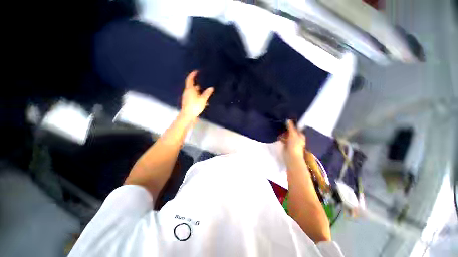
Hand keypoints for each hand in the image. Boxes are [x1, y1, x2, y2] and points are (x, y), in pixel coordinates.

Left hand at [181, 71, 213, 119]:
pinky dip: (196, 97)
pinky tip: (202, 102)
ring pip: (192, 92)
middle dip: (197, 86)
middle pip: (192, 86)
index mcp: (190, 89)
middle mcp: (187, 92)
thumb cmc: (195, 106)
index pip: (190, 79)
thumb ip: (207, 94)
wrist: (187, 115)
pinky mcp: (187, 102)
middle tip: (203, 86)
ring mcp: (186, 97)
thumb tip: (211, 88)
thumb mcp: (203, 100)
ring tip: (204, 95)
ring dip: (198, 92)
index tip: (196, 72)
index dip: (193, 75)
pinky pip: (192, 97)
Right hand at [280, 120, 305, 165]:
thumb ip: (291, 127)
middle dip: (286, 129)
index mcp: (300, 135)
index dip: (291, 125)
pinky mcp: (286, 145)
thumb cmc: (294, 144)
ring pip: (286, 135)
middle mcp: (296, 138)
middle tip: (281, 125)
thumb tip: (288, 120)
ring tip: (279, 131)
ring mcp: (291, 142)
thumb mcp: (293, 134)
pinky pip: (283, 139)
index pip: (296, 128)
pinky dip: (281, 138)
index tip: (286, 121)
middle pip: (290, 131)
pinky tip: (278, 136)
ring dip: (283, 133)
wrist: (291, 156)